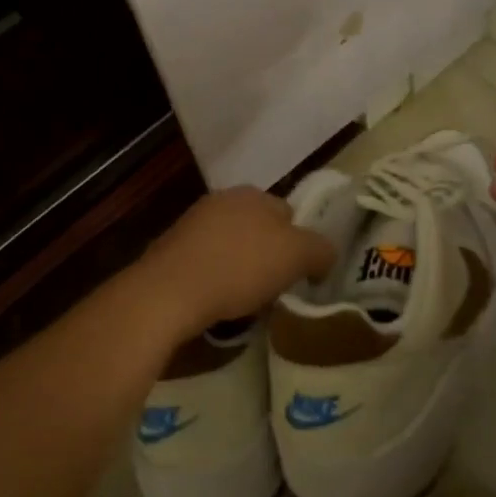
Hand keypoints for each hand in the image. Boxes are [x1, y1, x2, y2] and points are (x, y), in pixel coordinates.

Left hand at [134, 187, 335, 342]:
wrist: (170, 291)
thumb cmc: (239, 267)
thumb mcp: (296, 256)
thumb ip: (320, 250)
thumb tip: (325, 255)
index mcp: (254, 194)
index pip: (288, 212)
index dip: (299, 243)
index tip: (300, 274)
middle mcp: (223, 199)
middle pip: (258, 228)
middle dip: (268, 254)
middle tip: (275, 288)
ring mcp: (193, 223)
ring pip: (231, 244)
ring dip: (240, 267)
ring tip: (246, 301)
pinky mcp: (172, 249)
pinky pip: (206, 262)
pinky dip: (215, 278)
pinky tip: (216, 302)